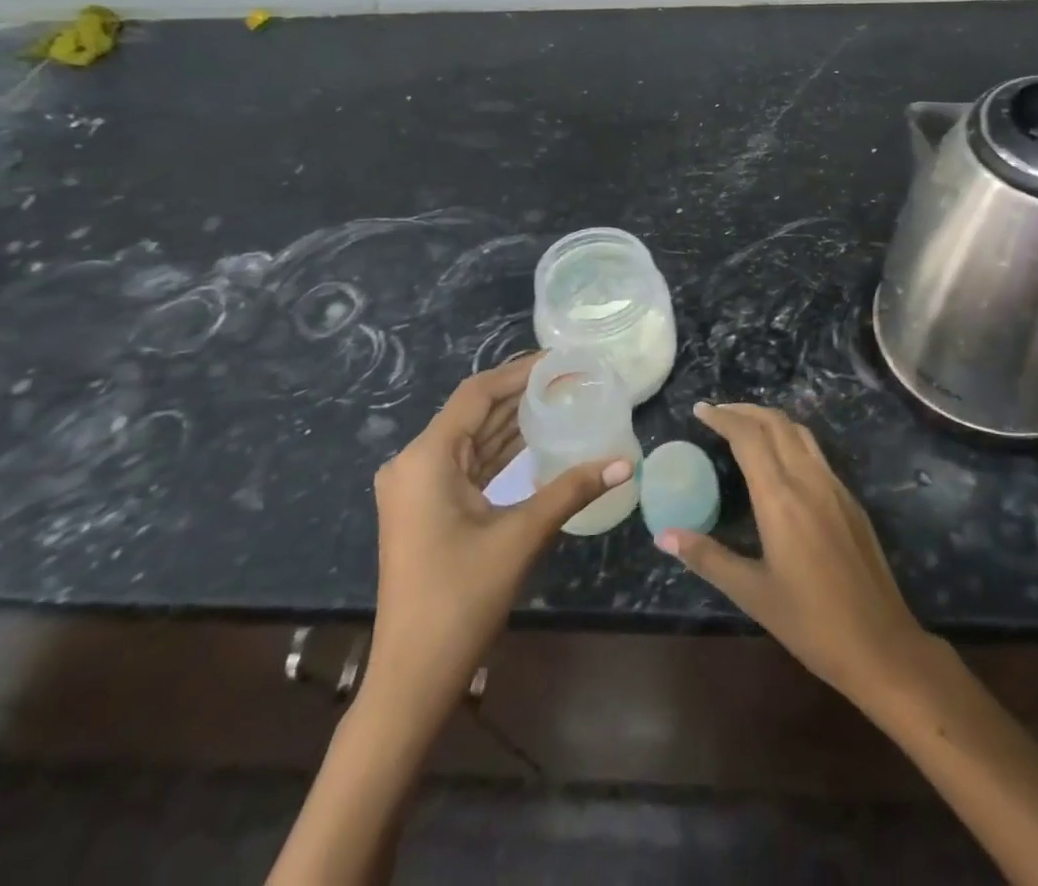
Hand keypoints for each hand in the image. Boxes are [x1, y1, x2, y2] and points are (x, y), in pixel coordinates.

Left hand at [367, 352, 631, 703]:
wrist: (411, 679)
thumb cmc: (460, 600)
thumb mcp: (520, 536)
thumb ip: (571, 490)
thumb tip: (626, 463)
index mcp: (426, 458)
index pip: (477, 394)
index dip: (519, 372)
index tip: (560, 359)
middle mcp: (413, 462)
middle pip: (473, 412)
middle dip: (520, 394)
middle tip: (569, 379)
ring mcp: (416, 487)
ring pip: (470, 439)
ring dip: (511, 422)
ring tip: (560, 400)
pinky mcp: (424, 508)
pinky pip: (466, 465)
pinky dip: (498, 452)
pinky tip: (534, 442)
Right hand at [656, 401, 928, 699]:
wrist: (882, 644)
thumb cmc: (811, 622)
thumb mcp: (752, 593)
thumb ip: (708, 557)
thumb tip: (663, 536)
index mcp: (780, 497)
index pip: (748, 437)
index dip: (723, 417)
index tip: (699, 410)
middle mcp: (808, 479)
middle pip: (775, 423)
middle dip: (744, 410)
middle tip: (717, 413)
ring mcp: (834, 486)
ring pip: (799, 432)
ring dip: (769, 420)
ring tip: (745, 427)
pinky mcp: (850, 500)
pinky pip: (815, 452)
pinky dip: (790, 439)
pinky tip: (780, 460)